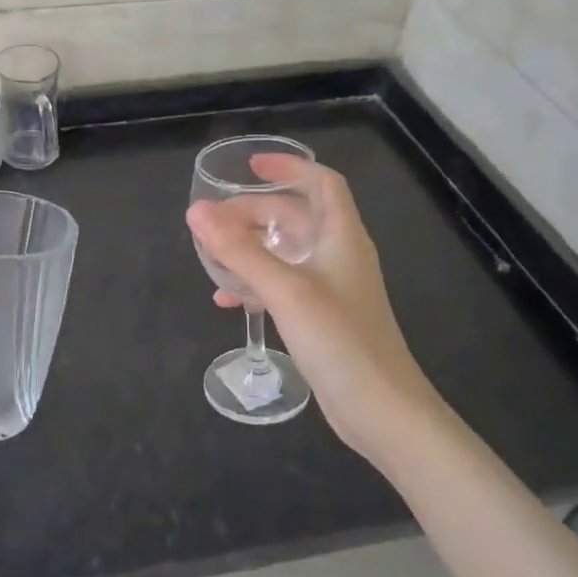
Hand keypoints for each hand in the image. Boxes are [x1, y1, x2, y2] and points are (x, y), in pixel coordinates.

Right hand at [186, 158, 437, 472]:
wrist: (381, 409)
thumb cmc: (340, 340)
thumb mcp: (286, 290)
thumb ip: (240, 251)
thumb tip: (196, 212)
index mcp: (341, 237)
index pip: (322, 183)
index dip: (288, 167)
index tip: (248, 168)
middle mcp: (338, 255)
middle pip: (296, 216)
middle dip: (254, 212)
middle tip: (213, 221)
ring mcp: (331, 288)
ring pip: (286, 252)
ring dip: (250, 247)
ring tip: (212, 255)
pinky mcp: (321, 317)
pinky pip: (283, 284)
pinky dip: (255, 282)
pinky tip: (227, 299)